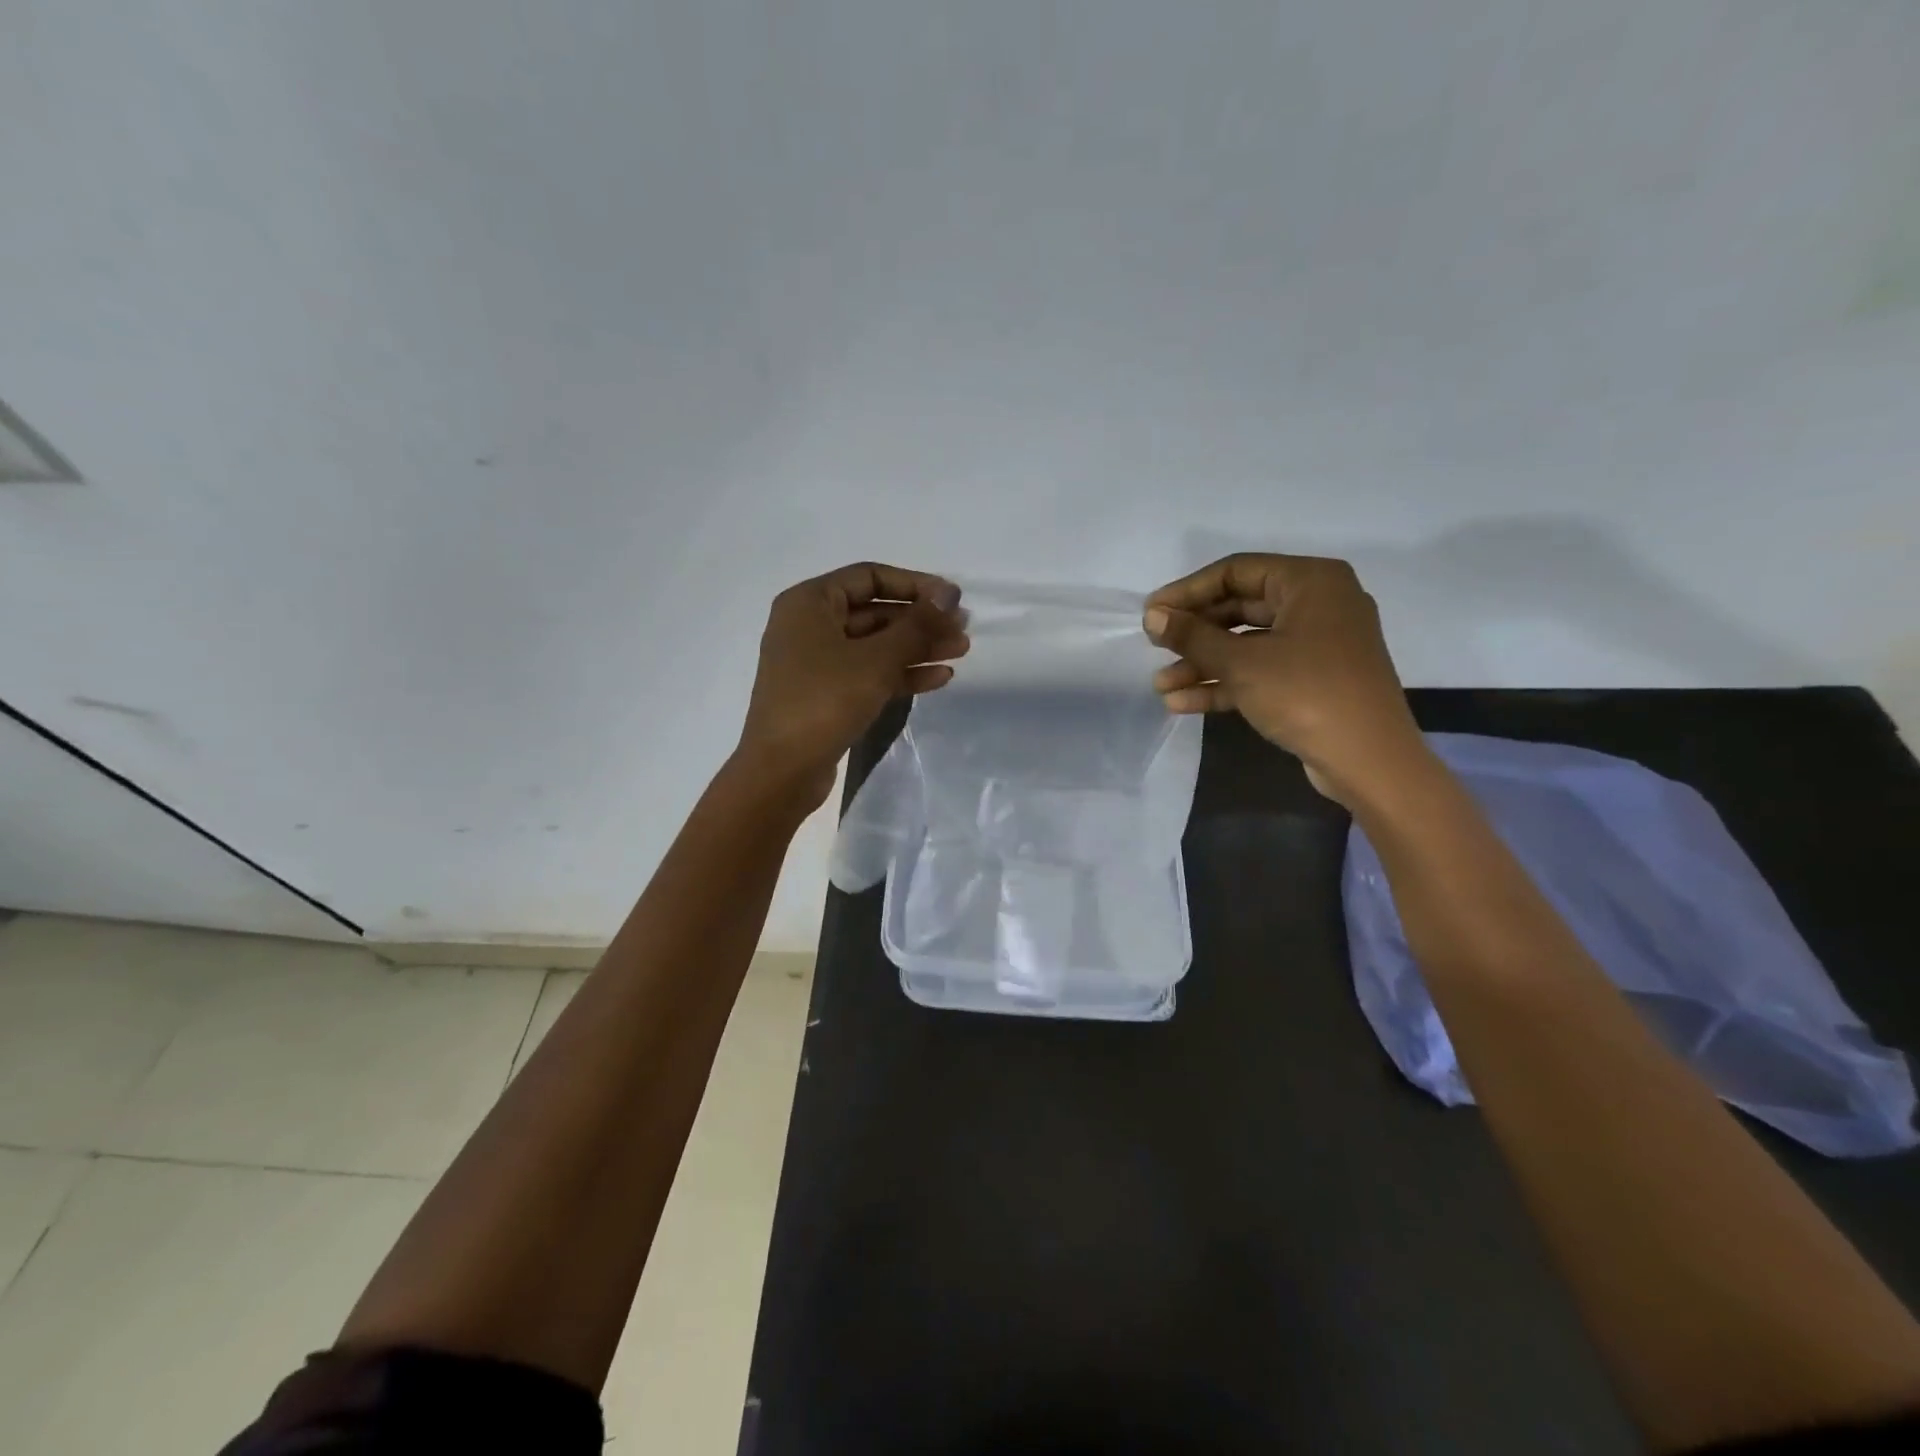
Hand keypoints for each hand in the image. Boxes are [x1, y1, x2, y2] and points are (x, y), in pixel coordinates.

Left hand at [734, 562, 968, 808]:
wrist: (782, 770)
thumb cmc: (824, 700)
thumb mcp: (877, 659)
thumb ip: (917, 625)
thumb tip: (949, 594)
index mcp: (810, 602)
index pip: (870, 577)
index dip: (915, 584)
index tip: (952, 599)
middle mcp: (810, 626)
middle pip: (875, 612)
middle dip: (921, 622)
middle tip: (962, 630)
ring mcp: (817, 663)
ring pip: (876, 646)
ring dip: (917, 648)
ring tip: (960, 653)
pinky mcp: (826, 695)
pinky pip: (869, 673)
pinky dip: (901, 674)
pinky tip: (938, 678)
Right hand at [1144, 553, 1424, 803]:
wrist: (1369, 761)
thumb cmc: (1306, 694)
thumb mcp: (1241, 663)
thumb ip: (1193, 636)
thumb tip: (1153, 617)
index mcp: (1310, 582)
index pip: (1235, 572)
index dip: (1187, 592)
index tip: (1151, 614)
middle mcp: (1318, 604)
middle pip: (1240, 608)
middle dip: (1194, 633)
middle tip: (1154, 647)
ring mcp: (1317, 644)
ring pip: (1247, 644)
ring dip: (1203, 664)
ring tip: (1161, 686)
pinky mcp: (1313, 679)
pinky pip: (1261, 670)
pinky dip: (1225, 683)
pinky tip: (1182, 703)